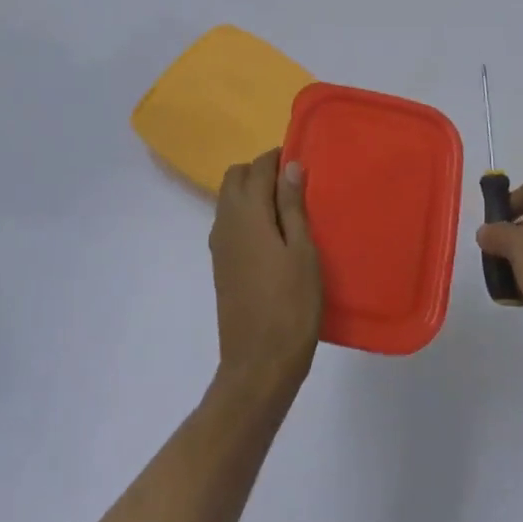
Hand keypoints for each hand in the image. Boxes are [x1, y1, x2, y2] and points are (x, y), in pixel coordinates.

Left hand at [209, 149, 323, 399]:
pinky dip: (247, 214)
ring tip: (288, 210)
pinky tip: (272, 235)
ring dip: (252, 192)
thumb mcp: (302, 251)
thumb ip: (292, 206)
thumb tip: (289, 165)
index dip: (279, 158)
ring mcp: (219, 244)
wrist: (259, 363)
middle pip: (235, 177)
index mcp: (247, 213)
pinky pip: (229, 222)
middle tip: (295, 186)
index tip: (303, 162)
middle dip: (261, 171)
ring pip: (229, 199)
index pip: (258, 168)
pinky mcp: (220, 264)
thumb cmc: (291, 305)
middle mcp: (225, 222)